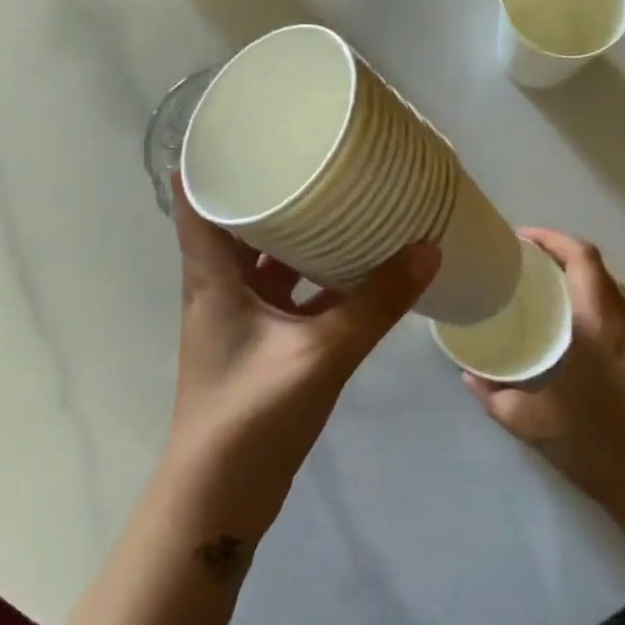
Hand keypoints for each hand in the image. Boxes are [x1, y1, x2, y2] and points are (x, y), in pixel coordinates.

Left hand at [167, 175, 439, 536]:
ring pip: (265, 262)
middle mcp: (218, 289)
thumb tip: (427, 250)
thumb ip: (375, 305)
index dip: (215, 159)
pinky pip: (286, 297)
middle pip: (237, 224)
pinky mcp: (259, 347)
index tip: (252, 126)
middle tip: (313, 157)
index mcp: (211, 277)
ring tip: (341, 202)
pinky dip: (312, 280)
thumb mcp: (320, 354)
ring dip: (296, 237)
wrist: (221, 498)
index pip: (197, 199)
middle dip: (272, 192)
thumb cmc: (253, 414)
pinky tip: (351, 270)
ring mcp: (238, 320)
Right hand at [463, 229, 624, 546]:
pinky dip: (603, 302)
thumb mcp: (529, 423)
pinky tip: (584, 324)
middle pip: (599, 268)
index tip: (522, 239)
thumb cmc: (592, 448)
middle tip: (527, 263)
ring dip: (585, 278)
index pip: (581, 259)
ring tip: (551, 288)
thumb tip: (468, 374)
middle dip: (563, 255)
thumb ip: (493, 394)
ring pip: (616, 288)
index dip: (552, 239)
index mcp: (597, 326)